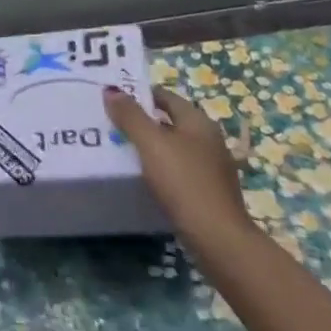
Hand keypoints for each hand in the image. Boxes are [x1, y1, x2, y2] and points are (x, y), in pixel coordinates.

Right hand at [104, 85, 256, 251]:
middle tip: (112, 124)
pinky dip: (161, 167)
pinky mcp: (210, 191)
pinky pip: (179, 168)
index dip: (139, 94)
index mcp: (198, 121)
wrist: (218, 239)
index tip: (114, 99)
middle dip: (143, 120)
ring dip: (151, 145)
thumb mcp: (151, 144)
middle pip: (170, 121)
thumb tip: (111, 91)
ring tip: (122, 150)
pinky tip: (145, 177)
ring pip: (174, 146)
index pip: (165, 96)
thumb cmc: (184, 182)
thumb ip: (130, 116)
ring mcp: (212, 166)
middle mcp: (209, 138)